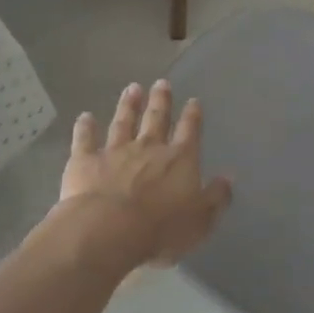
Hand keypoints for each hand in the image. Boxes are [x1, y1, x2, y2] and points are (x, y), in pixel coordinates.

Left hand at [56, 80, 231, 265]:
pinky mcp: (86, 160)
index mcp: (178, 159)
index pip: (189, 131)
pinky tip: (84, 116)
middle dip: (161, 100)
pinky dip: (85, 127)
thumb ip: (216, 197)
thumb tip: (228, 177)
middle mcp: (148, 147)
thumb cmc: (160, 229)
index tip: (193, 101)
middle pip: (156, 118)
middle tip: (162, 82)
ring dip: (128, 105)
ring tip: (132, 88)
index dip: (193, 116)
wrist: (108, 230)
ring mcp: (115, 150)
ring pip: (123, 122)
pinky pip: (85, 139)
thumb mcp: (200, 220)